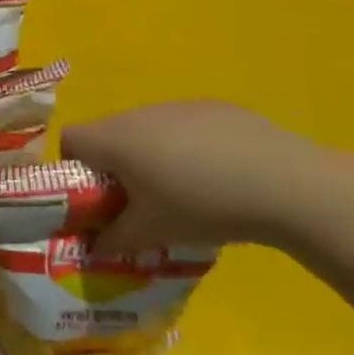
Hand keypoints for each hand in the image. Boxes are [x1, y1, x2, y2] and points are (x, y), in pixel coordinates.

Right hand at [62, 100, 353, 256]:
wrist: (283, 182)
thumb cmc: (201, 205)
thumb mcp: (152, 232)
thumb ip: (114, 240)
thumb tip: (94, 248)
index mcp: (115, 138)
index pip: (70, 139)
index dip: (73, 168)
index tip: (96, 198)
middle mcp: (139, 113)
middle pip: (108, 134)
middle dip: (114, 166)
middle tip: (138, 203)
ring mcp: (178, 106)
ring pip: (147, 129)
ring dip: (150, 156)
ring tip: (183, 192)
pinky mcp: (214, 107)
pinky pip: (183, 126)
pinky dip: (186, 147)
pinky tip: (219, 176)